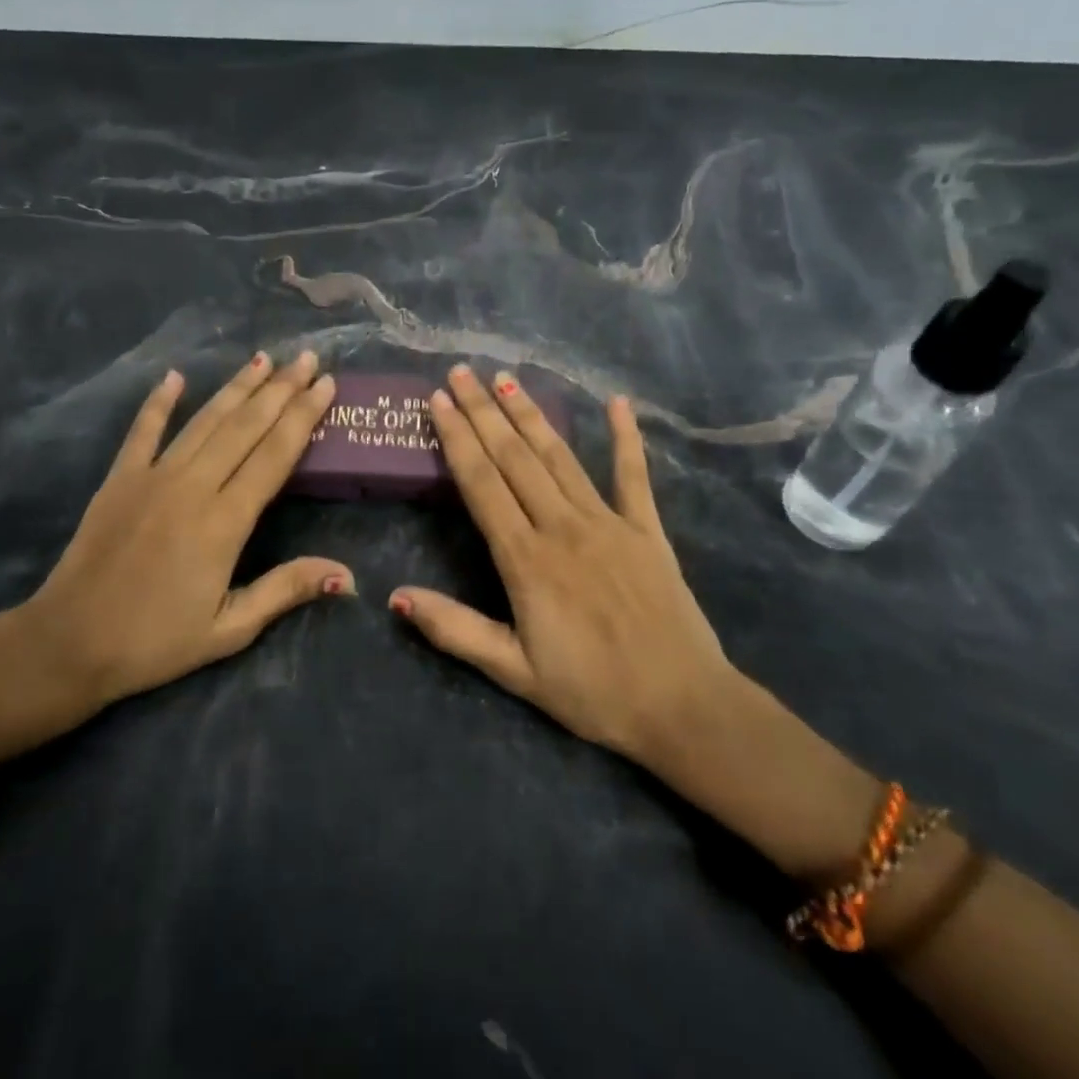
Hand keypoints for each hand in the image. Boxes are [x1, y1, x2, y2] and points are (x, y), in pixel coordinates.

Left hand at [7, 350, 350, 725]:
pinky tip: (175, 377)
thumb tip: (347, 575)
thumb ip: (286, 590)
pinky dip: (159, 402)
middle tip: (306, 357)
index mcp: (225, 522)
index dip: (303, 416)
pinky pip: (143, 431)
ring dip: (236, 387)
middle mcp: (193, 486)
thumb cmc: (156, 642)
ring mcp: (152, 477)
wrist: (69, 643)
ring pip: (204, 421)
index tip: (325, 384)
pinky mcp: (119, 479)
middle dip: (280, 389)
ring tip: (263, 358)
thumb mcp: (230, 628)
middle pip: (245, 427)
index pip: (275, 455)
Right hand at [391, 364, 737, 773]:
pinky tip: (617, 403)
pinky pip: (634, 476)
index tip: (438, 400)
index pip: (481, 483)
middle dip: (484, 411)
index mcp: (526, 559)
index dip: (457, 438)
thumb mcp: (514, 671)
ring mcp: (609, 522)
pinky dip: (625, 438)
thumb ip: (455, 629)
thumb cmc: (593, 692)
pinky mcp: (647, 530)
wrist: (683, 707)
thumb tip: (395, 596)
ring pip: (560, 456)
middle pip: (514, 457)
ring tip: (507, 378)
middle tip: (462, 371)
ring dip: (531, 414)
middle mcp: (563, 526)